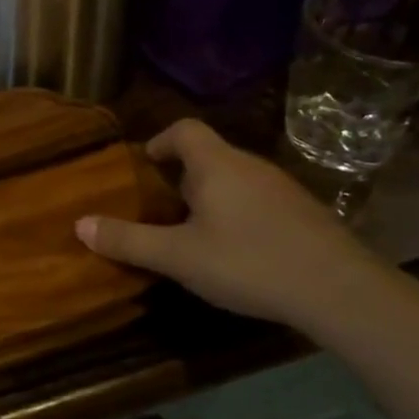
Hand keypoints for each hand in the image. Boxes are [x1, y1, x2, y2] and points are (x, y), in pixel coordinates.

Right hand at [76, 120, 384, 329]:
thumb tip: (80, 224)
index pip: (184, 129)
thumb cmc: (248, 261)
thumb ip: (129, 240)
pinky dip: (240, 213)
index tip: (145, 165)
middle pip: (209, 155)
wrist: (339, 289)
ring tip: (195, 232)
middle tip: (161, 208)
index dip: (160, 141)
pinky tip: (238, 251)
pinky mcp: (305, 213)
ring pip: (236, 179)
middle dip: (182, 176)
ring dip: (212, 196)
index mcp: (216, 165)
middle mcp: (250, 166)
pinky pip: (259, 200)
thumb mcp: (178, 257)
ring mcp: (283, 188)